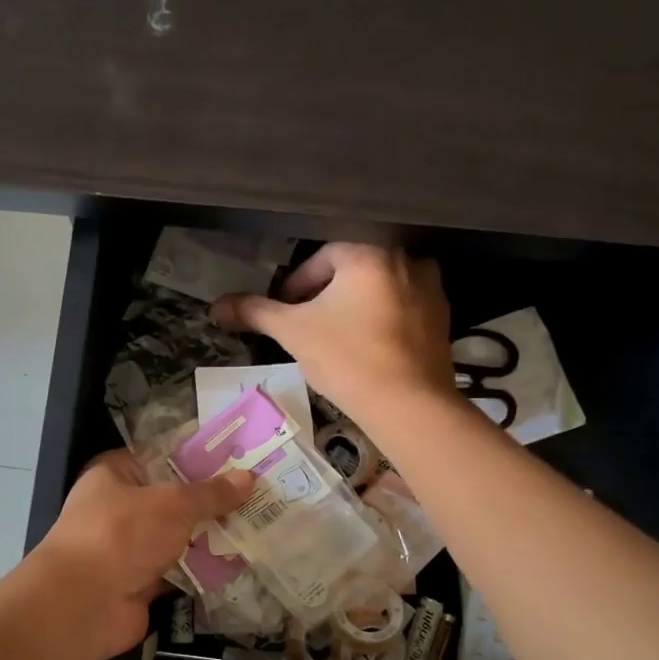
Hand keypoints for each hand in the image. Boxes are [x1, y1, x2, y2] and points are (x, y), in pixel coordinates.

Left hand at [35, 450, 253, 658]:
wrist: (83, 604)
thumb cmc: (122, 534)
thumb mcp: (173, 504)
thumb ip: (211, 493)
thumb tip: (248, 478)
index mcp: (114, 475)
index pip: (159, 456)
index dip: (195, 456)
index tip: (236, 457)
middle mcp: (118, 508)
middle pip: (171, 499)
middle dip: (210, 500)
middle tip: (257, 493)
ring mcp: (127, 549)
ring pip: (176, 536)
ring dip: (210, 536)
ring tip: (258, 524)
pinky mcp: (139, 583)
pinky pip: (179, 570)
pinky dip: (203, 569)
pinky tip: (240, 562)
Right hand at [212, 243, 455, 425]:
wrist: (408, 405)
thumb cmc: (346, 359)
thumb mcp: (292, 332)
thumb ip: (255, 312)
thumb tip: (216, 306)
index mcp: (368, 254)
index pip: (322, 258)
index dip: (296, 284)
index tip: (284, 309)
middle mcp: (405, 262)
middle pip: (352, 271)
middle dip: (326, 294)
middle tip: (306, 324)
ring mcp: (430, 290)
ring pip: (379, 289)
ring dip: (355, 305)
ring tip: (335, 336)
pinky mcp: (443, 320)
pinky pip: (402, 309)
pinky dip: (382, 320)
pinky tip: (366, 348)